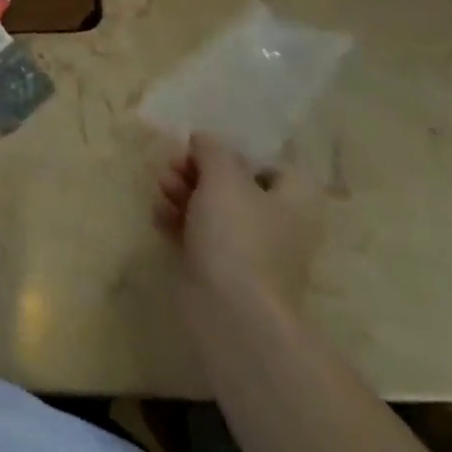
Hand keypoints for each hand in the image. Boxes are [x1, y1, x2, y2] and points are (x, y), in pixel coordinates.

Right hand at [154, 131, 314, 318]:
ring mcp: (247, 250)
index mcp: (293, 201)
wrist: (232, 312)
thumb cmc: (238, 236)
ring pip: (212, 209)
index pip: (272, 166)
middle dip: (198, 171)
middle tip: (172, 166)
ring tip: (160, 188)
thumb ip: (213, 150)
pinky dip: (177, 222)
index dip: (238, 154)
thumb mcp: (224, 178)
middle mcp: (276, 224)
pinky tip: (158, 215)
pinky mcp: (219, 269)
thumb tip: (204, 139)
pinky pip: (197, 235)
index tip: (205, 150)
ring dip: (182, 193)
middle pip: (234, 185)